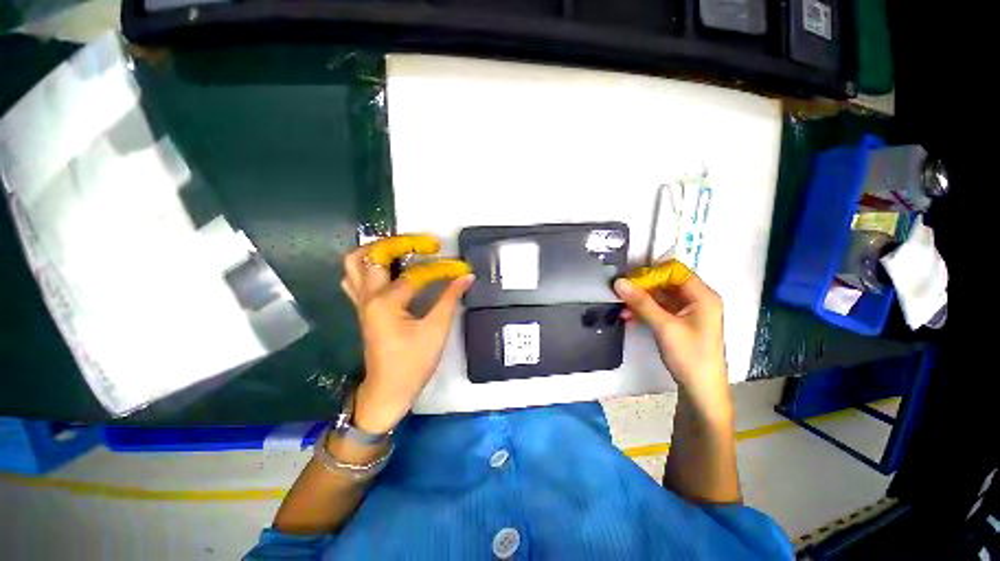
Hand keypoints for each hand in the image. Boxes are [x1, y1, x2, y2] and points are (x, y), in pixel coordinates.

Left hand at [341, 236, 473, 434]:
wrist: (388, 391)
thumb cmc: (412, 363)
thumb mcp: (436, 330)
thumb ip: (450, 299)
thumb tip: (466, 276)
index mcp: (385, 302)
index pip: (415, 275)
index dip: (440, 269)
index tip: (459, 267)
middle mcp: (368, 297)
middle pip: (373, 255)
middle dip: (400, 243)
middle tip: (423, 245)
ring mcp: (361, 302)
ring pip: (355, 263)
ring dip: (377, 251)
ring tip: (403, 250)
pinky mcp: (363, 309)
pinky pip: (356, 278)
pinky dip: (369, 266)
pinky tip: (388, 269)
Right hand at [614, 274, 731, 421]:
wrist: (701, 390)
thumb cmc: (690, 356)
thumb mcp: (664, 327)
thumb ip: (641, 302)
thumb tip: (619, 282)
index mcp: (702, 296)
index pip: (675, 270)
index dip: (652, 273)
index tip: (630, 281)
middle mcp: (697, 299)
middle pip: (666, 282)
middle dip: (642, 287)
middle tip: (620, 294)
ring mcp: (688, 311)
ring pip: (659, 296)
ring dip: (640, 300)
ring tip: (621, 308)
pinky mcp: (679, 321)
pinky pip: (659, 308)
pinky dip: (644, 310)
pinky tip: (629, 317)